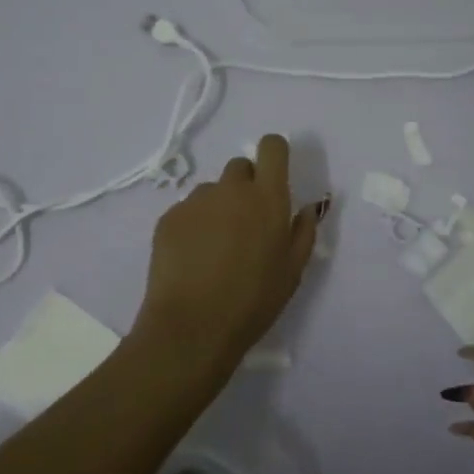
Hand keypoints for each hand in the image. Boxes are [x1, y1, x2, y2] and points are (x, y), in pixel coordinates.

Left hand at [132, 134, 325, 380]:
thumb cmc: (253, 301)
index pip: (272, 147)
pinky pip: (187, 210)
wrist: (192, 326)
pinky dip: (194, 226)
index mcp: (267, 198)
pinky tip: (193, 259)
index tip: (275, 175)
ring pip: (212, 190)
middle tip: (247, 224)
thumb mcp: (293, 271)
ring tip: (216, 248)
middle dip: (246, 186)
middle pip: (240, 167)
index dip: (274, 154)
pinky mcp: (168, 218)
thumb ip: (303, 232)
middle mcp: (230, 189)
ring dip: (219, 207)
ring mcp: (195, 201)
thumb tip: (305, 209)